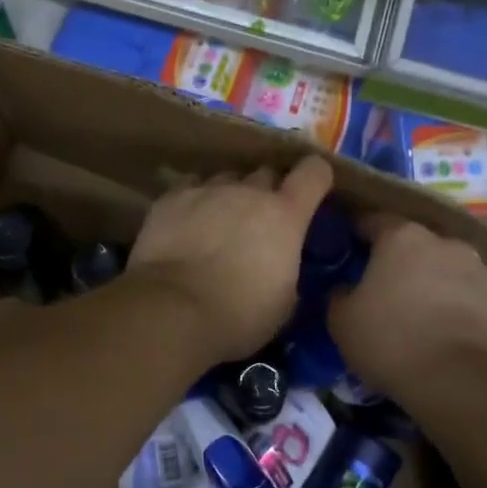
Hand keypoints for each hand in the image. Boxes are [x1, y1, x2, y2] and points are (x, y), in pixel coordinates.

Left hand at [126, 155, 333, 363]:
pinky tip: (187, 222)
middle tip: (260, 221)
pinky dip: (194, 201)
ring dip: (229, 196)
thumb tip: (282, 263)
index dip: (316, 178)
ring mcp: (207, 190)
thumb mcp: (284, 302)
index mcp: (285, 214)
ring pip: (226, 179)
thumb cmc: (238, 315)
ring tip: (219, 223)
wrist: (173, 310)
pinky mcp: (171, 198)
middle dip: (267, 192)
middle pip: (266, 174)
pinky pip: (191, 187)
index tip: (312, 191)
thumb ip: (289, 268)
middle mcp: (248, 191)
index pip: (314, 172)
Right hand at [328, 215, 486, 393]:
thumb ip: (340, 294)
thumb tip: (346, 288)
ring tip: (430, 319)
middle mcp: (447, 244)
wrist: (463, 382)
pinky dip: (472, 313)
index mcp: (402, 239)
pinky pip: (483, 302)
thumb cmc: (392, 341)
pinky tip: (462, 340)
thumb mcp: (341, 321)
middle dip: (406, 263)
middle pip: (420, 246)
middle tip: (392, 292)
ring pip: (455, 272)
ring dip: (442, 286)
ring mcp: (486, 272)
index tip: (352, 248)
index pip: (375, 221)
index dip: (361, 233)